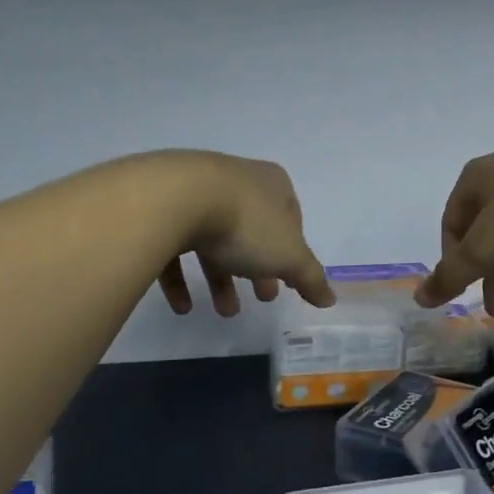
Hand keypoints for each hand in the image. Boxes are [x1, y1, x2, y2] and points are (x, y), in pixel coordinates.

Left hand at [154, 153, 334, 316]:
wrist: (176, 200)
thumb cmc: (246, 224)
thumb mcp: (288, 256)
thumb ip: (310, 278)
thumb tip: (330, 299)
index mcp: (273, 185)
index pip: (291, 219)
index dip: (292, 252)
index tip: (288, 280)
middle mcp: (237, 181)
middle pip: (252, 231)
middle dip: (258, 269)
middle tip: (263, 298)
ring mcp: (197, 192)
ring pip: (214, 240)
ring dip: (221, 278)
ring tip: (225, 312)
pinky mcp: (163, 209)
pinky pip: (175, 246)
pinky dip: (181, 278)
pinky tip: (183, 307)